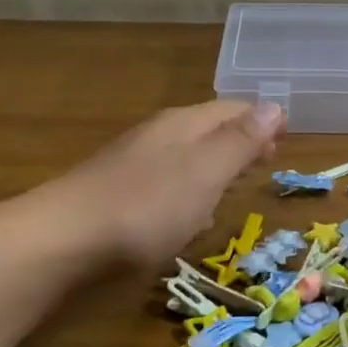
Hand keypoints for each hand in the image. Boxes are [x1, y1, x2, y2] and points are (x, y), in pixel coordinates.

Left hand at [45, 101, 285, 268]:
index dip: (261, 121)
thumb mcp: (205, 171)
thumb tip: (274, 105)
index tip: (285, 139)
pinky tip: (186, 217)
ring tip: (234, 188)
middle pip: (208, 130)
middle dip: (239, 142)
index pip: (231, 109)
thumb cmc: (147, 205)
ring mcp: (132, 164)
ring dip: (214, 168)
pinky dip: (187, 192)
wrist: (62, 241)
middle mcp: (158, 136)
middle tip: (265, 161)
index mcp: (184, 124)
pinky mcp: (114, 195)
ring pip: (185, 158)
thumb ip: (240, 141)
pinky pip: (164, 184)